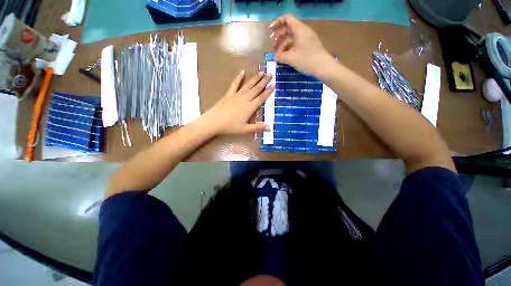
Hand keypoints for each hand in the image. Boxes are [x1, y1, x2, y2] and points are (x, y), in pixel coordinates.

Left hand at [204, 70, 274, 134]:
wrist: (214, 121)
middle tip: (270, 74)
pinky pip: (235, 84)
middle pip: (256, 89)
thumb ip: (257, 127)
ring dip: (255, 78)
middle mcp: (245, 99)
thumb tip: (270, 128)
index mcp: (250, 107)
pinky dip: (239, 77)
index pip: (261, 98)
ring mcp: (237, 95)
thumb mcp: (245, 129)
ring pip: (248, 85)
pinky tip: (242, 71)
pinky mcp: (229, 94)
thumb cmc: (230, 126)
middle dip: (264, 81)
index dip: (268, 91)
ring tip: (261, 71)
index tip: (274, 84)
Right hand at [269, 14, 333, 75]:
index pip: (287, 18)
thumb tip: (275, 56)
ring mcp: (306, 38)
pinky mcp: (308, 45)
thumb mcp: (290, 58)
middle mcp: (302, 31)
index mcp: (299, 29)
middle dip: (278, 37)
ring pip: (291, 38)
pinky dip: (289, 48)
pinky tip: (285, 56)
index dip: (277, 22)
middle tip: (272, 46)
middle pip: (288, 29)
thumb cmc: (306, 60)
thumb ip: (280, 56)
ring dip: (283, 44)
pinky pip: (296, 44)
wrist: (323, 66)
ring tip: (278, 55)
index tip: (270, 31)